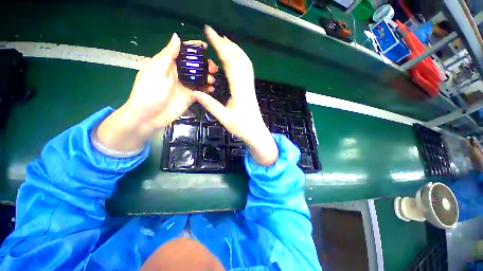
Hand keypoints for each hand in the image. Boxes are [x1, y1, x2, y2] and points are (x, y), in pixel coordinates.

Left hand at [97, 33, 217, 152]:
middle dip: (205, 65)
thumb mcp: (156, 70)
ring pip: (200, 78)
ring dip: (208, 77)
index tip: (206, 47)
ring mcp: (186, 86)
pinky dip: (207, 89)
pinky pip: (201, 91)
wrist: (149, 116)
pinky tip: (211, 89)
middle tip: (214, 69)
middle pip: (195, 66)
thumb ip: (168, 55)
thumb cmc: (149, 92)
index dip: (194, 48)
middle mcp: (179, 74)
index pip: (183, 52)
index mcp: (169, 64)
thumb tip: (177, 37)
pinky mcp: (190, 97)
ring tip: (213, 79)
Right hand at [191, 26, 277, 165]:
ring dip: (235, 49)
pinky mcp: (250, 89)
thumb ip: (210, 104)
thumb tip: (195, 92)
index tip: (210, 32)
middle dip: (227, 43)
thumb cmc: (242, 127)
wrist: (256, 132)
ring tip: (224, 41)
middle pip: (239, 58)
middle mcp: (246, 84)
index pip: (230, 63)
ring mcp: (250, 86)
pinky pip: (247, 69)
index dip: (220, 46)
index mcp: (239, 90)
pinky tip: (235, 58)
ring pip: (245, 62)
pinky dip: (240, 59)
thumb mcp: (224, 118)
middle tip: (214, 34)